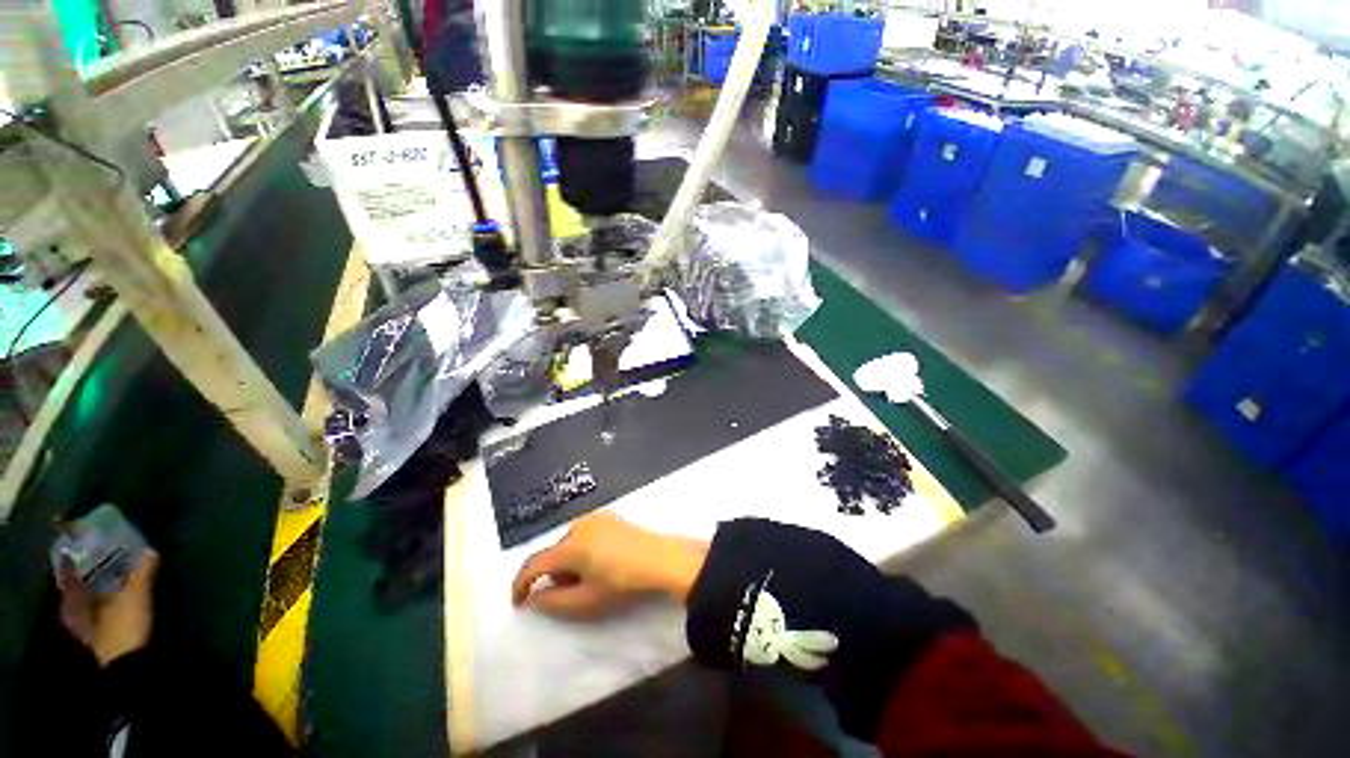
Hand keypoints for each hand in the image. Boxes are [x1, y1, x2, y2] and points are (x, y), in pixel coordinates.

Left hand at [57, 549, 158, 666]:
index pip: (68, 575)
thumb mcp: (135, 596)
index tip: (76, 548)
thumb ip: (141, 573)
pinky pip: (92, 615)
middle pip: (74, 590)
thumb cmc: (123, 626)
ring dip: (91, 592)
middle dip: (82, 578)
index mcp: (74, 599)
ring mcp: (84, 628)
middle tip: (91, 562)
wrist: (128, 665)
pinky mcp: (96, 637)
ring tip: (103, 580)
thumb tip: (149, 550)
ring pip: (82, 604)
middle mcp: (72, 611)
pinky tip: (108, 603)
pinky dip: (98, 606)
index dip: (71, 562)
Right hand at [511, 513, 707, 619]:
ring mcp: (595, 517)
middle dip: (554, 574)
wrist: (660, 559)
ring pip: (570, 543)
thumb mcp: (586, 601)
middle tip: (569, 593)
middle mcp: (578, 525)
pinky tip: (601, 561)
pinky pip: (585, 534)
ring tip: (590, 578)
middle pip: (554, 553)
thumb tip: (533, 599)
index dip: (521, 584)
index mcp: (569, 546)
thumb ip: (553, 602)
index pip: (534, 563)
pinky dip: (584, 549)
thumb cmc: (622, 583)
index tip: (519, 603)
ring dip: (570, 561)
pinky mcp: (610, 516)